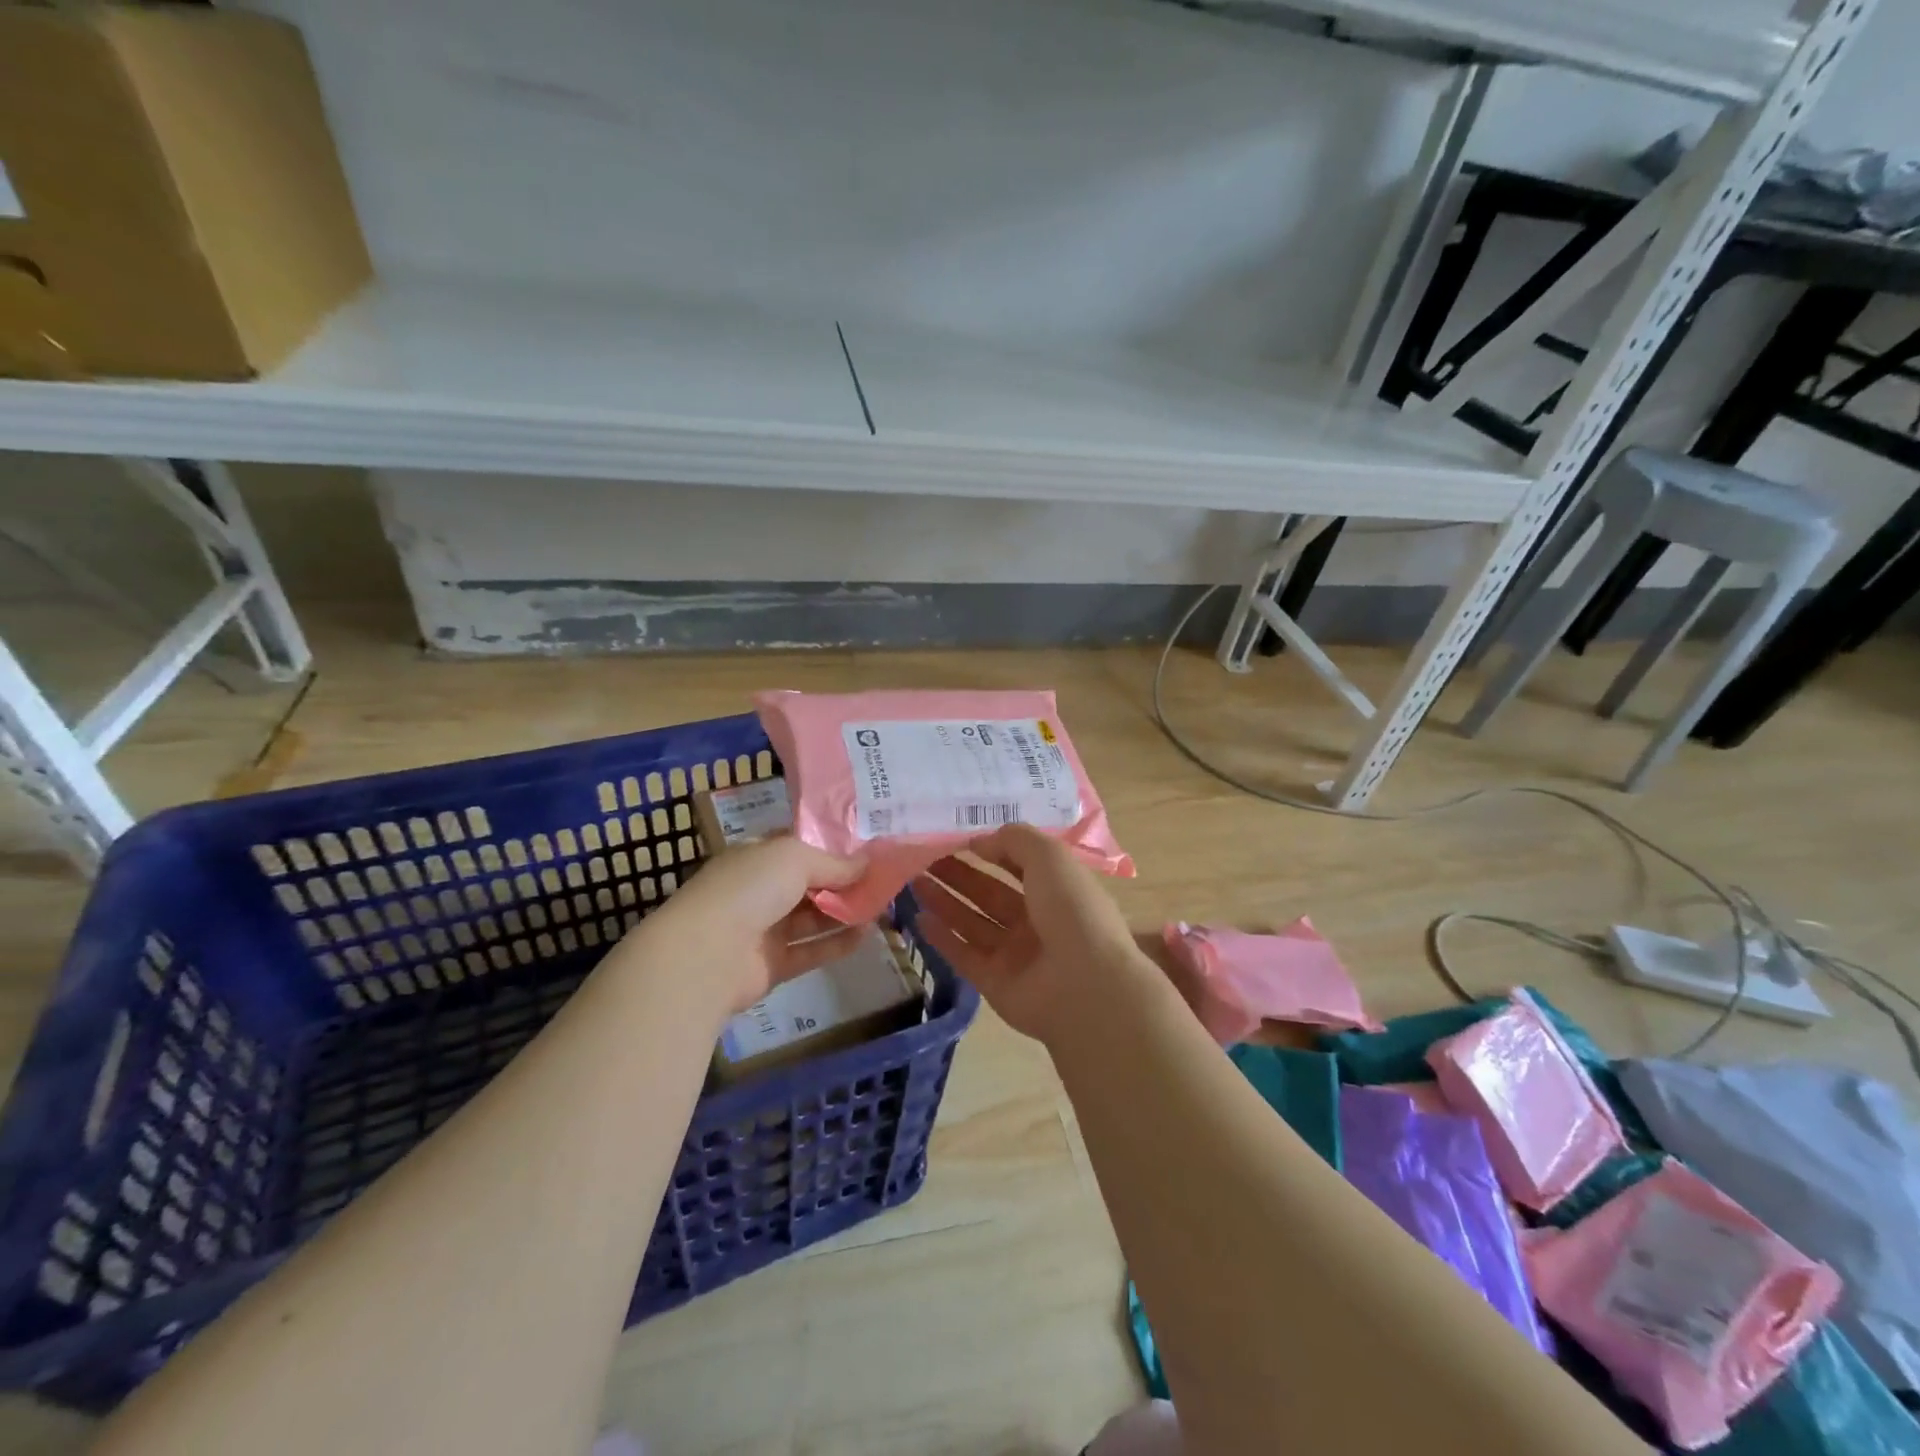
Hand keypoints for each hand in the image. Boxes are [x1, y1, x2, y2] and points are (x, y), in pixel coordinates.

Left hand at [621, 836, 867, 1014]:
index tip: (868, 846)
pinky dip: (838, 943)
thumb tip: (867, 864)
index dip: (831, 845)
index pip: (798, 846)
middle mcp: (760, 890)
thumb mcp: (795, 858)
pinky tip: (868, 934)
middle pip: (809, 882)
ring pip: (812, 917)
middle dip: (844, 880)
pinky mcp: (773, 964)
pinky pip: (811, 950)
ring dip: (845, 911)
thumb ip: (834, 862)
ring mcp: (765, 929)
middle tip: (884, 877)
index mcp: (757, 857)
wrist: (706, 955)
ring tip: (883, 905)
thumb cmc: (749, 889)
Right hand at [911, 824, 1143, 1043]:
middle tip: (922, 858)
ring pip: (972, 922)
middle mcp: (1036, 921)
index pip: (1018, 865)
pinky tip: (919, 918)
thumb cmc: (1072, 910)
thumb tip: (980, 841)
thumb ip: (1014, 840)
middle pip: (989, 893)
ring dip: (944, 901)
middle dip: (958, 874)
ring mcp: (1015, 954)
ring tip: (913, 880)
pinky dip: (942, 938)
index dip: (990, 851)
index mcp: (1056, 890)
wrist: (1084, 985)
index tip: (955, 838)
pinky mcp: (995, 982)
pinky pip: (964, 955)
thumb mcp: (1049, 856)